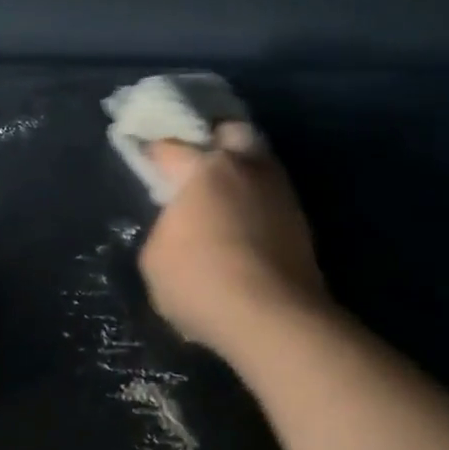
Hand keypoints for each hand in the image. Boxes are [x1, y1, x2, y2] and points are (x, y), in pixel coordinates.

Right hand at [138, 123, 331, 358]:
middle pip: (232, 132)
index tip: (146, 160)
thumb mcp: (154, 261)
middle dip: (215, 140)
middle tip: (198, 164)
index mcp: (204, 170)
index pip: (171, 148)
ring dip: (242, 173)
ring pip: (260, 164)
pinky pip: (273, 197)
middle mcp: (246, 168)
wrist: (272, 317)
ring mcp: (280, 193)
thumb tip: (179, 227)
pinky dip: (258, 203)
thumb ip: (164, 230)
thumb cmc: (200, 282)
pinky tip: (245, 225)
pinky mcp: (302, 221)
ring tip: (224, 199)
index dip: (154, 153)